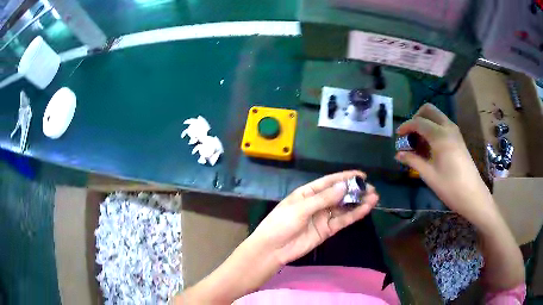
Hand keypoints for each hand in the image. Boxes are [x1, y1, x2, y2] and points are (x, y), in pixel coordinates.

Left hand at [246, 170, 378, 265]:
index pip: (329, 181)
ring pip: (344, 207)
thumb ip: (323, 198)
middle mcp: (318, 202)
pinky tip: (366, 208)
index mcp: (308, 192)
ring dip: (358, 202)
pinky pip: (343, 220)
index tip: (362, 175)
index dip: (345, 177)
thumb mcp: (301, 208)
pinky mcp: (327, 230)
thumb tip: (344, 186)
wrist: (273, 249)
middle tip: (371, 189)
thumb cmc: (282, 223)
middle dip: (355, 191)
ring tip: (374, 197)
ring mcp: (323, 217)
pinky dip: (354, 215)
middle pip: (339, 194)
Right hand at [395, 104, 495, 224]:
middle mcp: (448, 127)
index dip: (406, 126)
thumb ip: (413, 160)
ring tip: (419, 142)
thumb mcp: (429, 175)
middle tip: (410, 134)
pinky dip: (433, 128)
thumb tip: (398, 154)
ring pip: (436, 116)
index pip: (418, 122)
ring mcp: (455, 131)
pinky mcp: (458, 138)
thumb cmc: (449, 186)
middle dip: (416, 117)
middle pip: (428, 110)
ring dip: (425, 123)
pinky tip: (430, 146)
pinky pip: (442, 124)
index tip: (397, 135)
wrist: (472, 194)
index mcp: (440, 136)